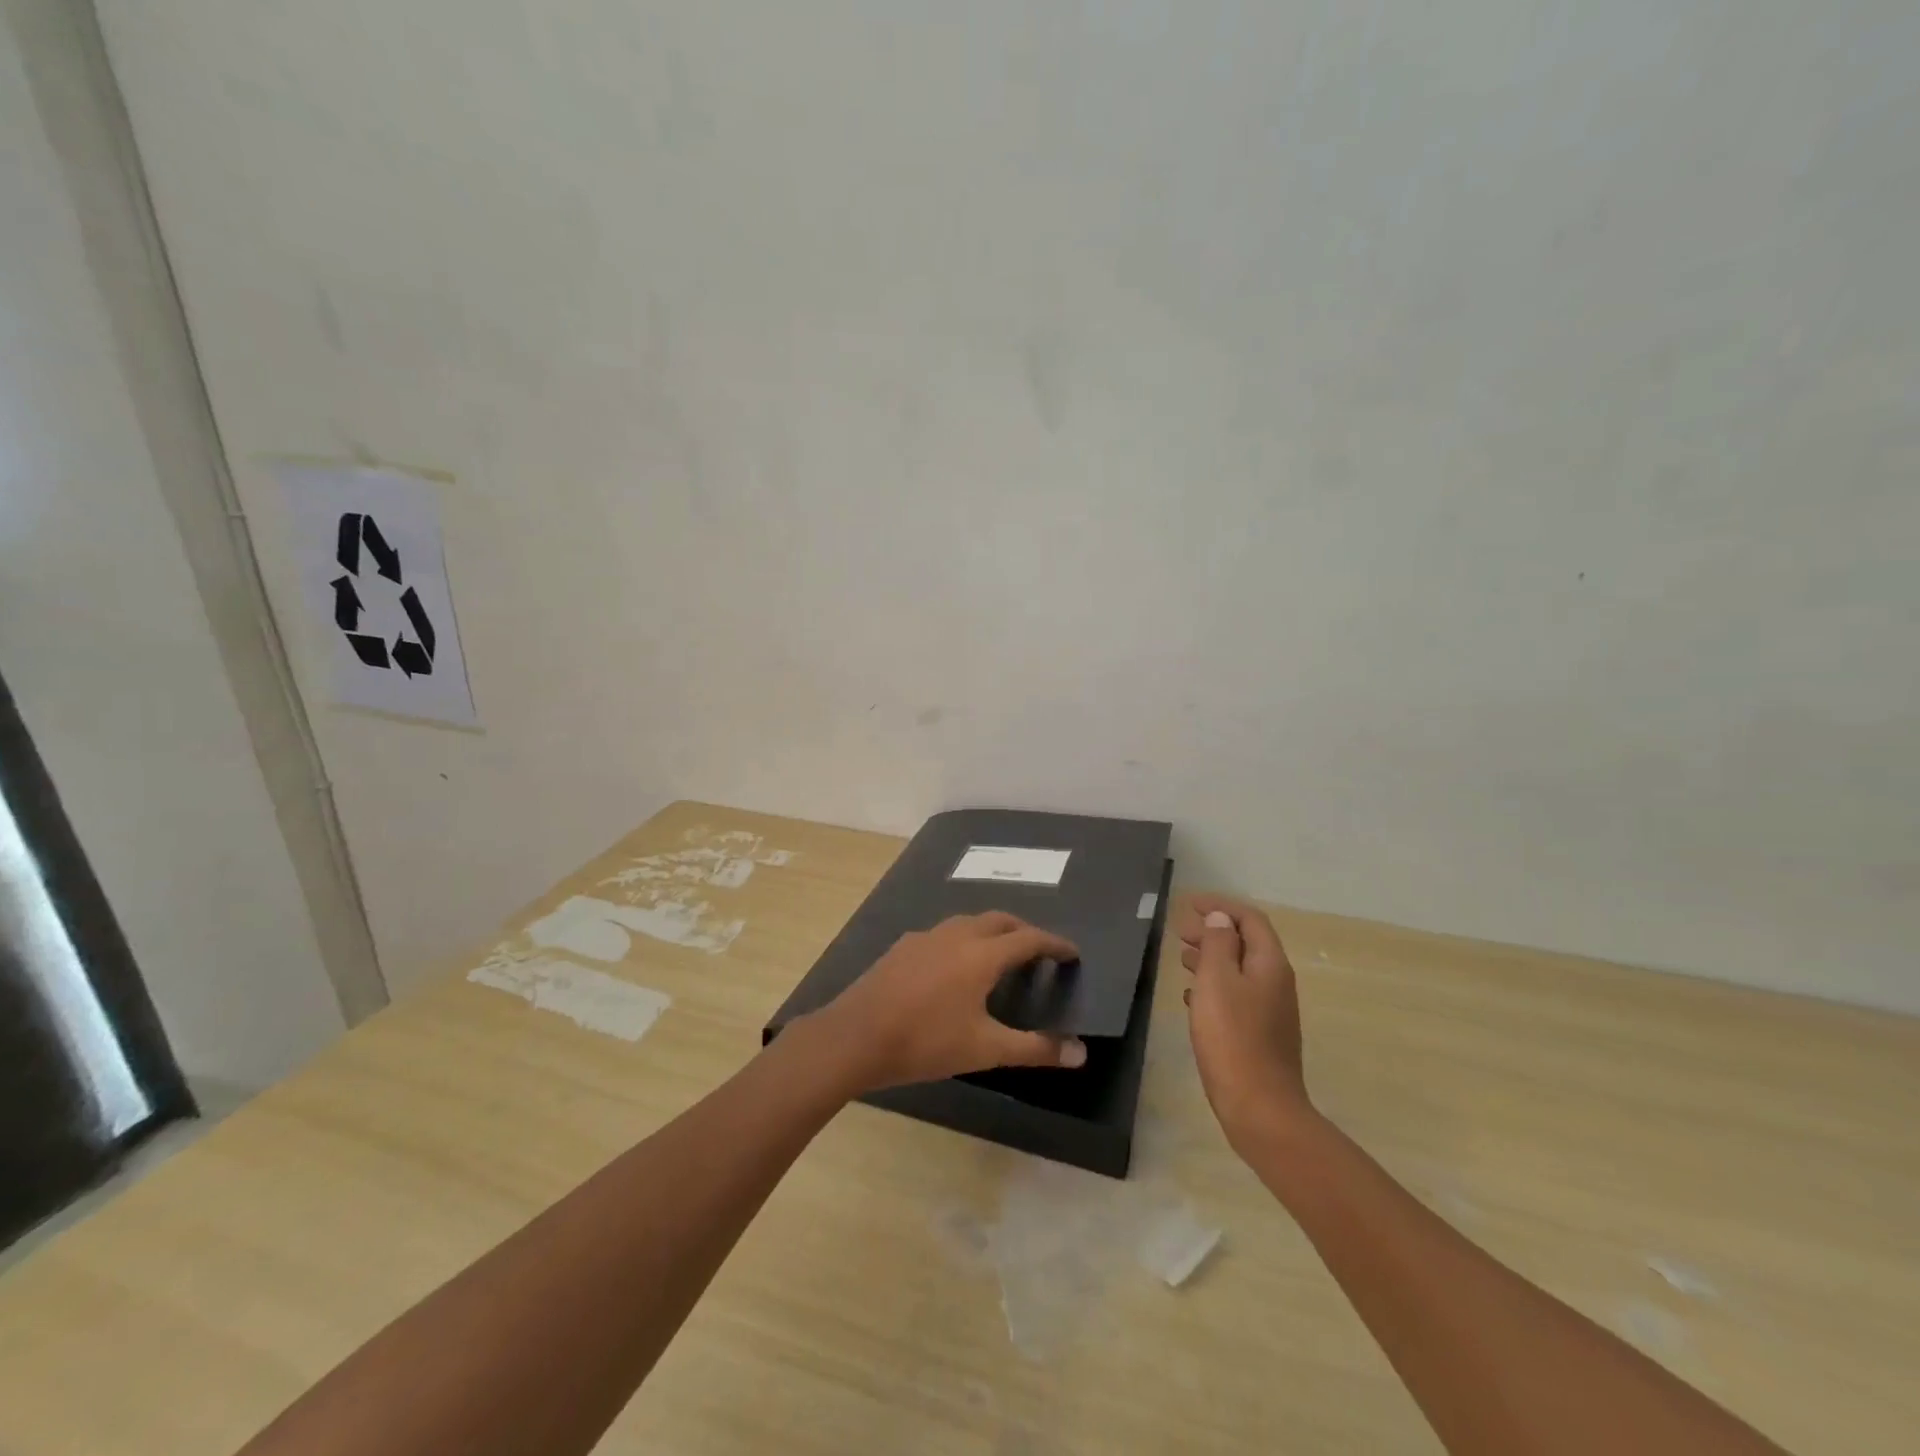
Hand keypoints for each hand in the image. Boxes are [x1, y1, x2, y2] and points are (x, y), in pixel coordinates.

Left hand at [807, 912, 1087, 1091]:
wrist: (855, 1037)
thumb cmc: (926, 1042)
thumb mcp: (986, 1050)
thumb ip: (1035, 1049)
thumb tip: (1080, 1053)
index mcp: (982, 954)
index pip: (1028, 939)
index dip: (1053, 944)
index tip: (1071, 952)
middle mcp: (956, 935)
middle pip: (999, 920)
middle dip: (1023, 930)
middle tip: (1038, 951)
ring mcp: (925, 937)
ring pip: (968, 922)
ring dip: (991, 931)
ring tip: (1000, 955)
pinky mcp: (903, 946)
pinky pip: (944, 933)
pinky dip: (963, 939)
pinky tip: (954, 966)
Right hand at [1175, 895, 1312, 1154]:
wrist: (1260, 1108)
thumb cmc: (1233, 1038)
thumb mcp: (1217, 981)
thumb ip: (1218, 943)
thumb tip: (1222, 918)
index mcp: (1269, 964)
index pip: (1249, 919)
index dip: (1220, 906)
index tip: (1188, 904)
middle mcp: (1275, 982)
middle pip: (1245, 943)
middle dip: (1214, 931)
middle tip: (1180, 931)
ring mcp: (1270, 1010)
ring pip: (1239, 970)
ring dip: (1211, 958)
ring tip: (1182, 958)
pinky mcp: (1259, 1034)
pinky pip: (1235, 996)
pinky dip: (1213, 987)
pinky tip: (1191, 997)